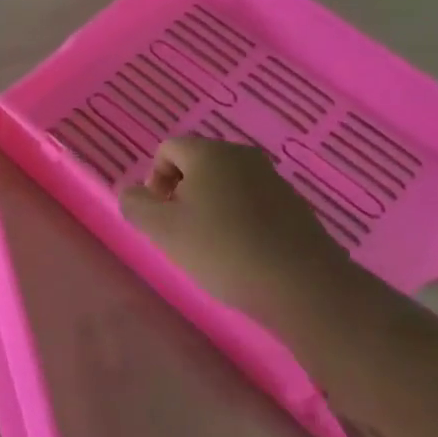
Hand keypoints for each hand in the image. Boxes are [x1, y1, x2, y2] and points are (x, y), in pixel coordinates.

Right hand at [120, 137, 345, 318]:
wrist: (303, 286)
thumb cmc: (222, 250)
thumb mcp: (162, 230)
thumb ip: (136, 205)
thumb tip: (134, 193)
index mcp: (208, 153)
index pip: (167, 150)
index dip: (155, 181)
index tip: (163, 216)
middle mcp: (242, 155)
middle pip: (197, 165)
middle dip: (183, 194)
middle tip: (183, 233)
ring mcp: (273, 179)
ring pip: (226, 185)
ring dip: (211, 208)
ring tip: (213, 247)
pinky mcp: (295, 206)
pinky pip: (253, 203)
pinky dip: (240, 220)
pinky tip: (244, 253)